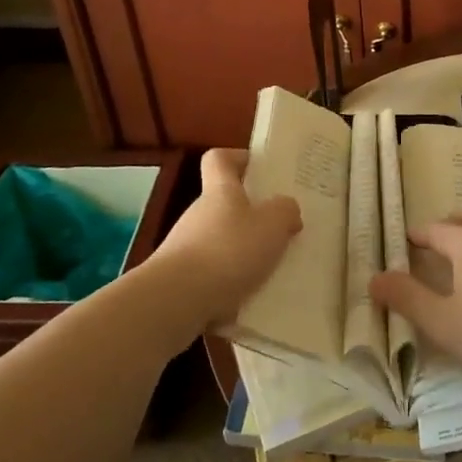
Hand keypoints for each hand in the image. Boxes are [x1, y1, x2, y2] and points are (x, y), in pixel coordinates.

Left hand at [150, 150, 300, 327]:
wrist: (176, 302)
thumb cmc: (228, 251)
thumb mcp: (272, 224)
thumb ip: (285, 211)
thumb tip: (286, 209)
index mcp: (220, 191)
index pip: (219, 159)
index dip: (238, 158)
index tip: (260, 170)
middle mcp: (199, 215)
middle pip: (224, 205)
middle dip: (252, 217)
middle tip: (281, 231)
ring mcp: (186, 249)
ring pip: (221, 244)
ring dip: (243, 256)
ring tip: (273, 273)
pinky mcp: (181, 283)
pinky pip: (213, 278)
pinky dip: (232, 287)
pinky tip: (251, 302)